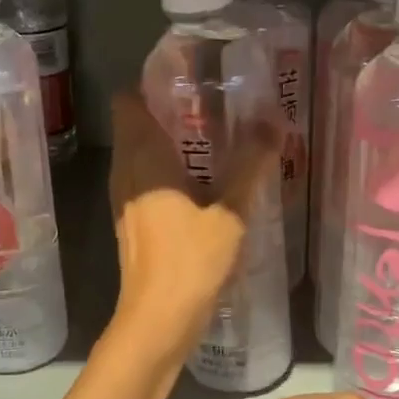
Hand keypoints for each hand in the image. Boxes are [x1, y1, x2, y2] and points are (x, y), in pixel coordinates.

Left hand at [107, 92, 275, 361]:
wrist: (158, 322)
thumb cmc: (191, 261)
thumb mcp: (231, 212)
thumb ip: (251, 164)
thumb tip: (273, 120)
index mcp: (143, 159)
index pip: (128, 101)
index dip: (153, 84)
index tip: (190, 77)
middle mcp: (126, 173)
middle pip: (136, 125)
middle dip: (170, 111)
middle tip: (216, 104)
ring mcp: (125, 202)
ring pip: (141, 156)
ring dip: (171, 144)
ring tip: (216, 138)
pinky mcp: (134, 225)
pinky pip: (146, 182)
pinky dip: (169, 173)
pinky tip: (204, 183)